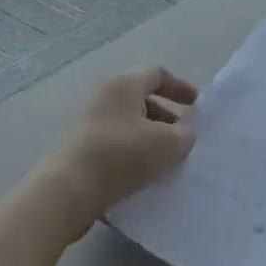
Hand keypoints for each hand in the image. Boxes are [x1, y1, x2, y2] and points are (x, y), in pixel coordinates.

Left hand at [36, 67, 198, 238]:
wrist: (69, 191)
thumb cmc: (122, 155)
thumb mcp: (168, 143)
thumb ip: (184, 134)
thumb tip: (182, 134)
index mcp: (124, 85)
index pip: (156, 75)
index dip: (179, 87)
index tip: (195, 103)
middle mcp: (103, 97)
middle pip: (141, 99)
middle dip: (166, 116)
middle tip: (182, 135)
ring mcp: (88, 123)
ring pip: (128, 123)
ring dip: (150, 137)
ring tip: (166, 159)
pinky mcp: (80, 148)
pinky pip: (115, 142)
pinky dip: (133, 151)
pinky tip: (144, 173)